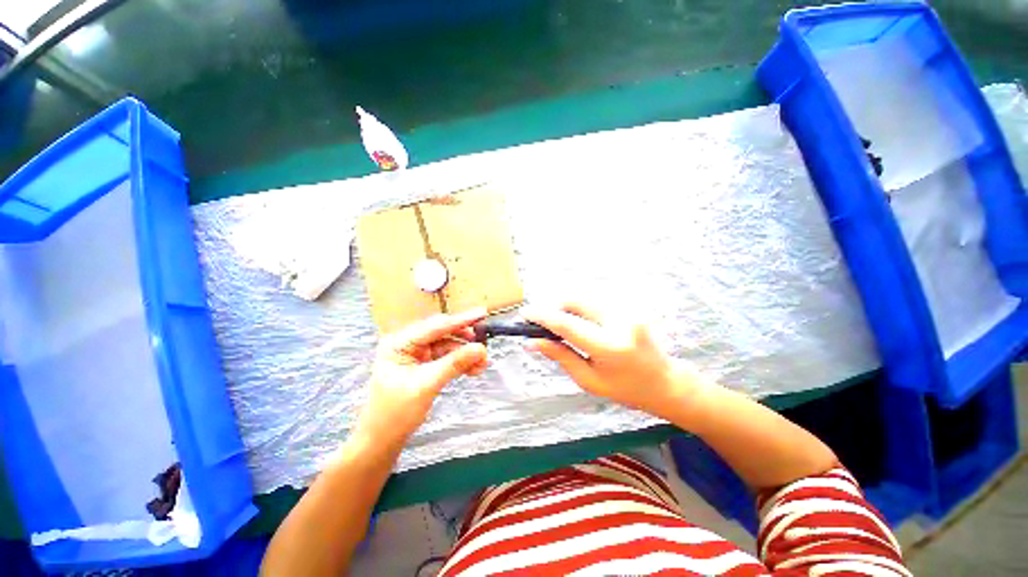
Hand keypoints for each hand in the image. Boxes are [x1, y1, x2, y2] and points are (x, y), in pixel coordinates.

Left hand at [355, 308, 487, 445]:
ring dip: (465, 354)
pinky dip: (460, 362)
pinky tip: (473, 368)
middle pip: (443, 334)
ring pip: (447, 346)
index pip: (435, 327)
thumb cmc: (395, 413)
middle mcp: (408, 344)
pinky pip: (446, 358)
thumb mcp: (427, 385)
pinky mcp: (423, 366)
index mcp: (400, 343)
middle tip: (484, 345)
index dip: (461, 320)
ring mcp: (416, 355)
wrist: (382, 441)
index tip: (482, 313)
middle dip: (464, 340)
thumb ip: (454, 363)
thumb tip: (480, 348)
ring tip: (483, 363)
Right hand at [522, 302, 699, 420]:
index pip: (566, 324)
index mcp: (608, 347)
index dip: (542, 316)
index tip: (525, 314)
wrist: (665, 382)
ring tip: (563, 325)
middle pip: (575, 301)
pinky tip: (582, 323)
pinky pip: (596, 301)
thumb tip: (533, 342)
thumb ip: (560, 356)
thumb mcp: (589, 380)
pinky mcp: (630, 307)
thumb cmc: (625, 389)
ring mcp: (627, 311)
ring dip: (568, 307)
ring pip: (585, 298)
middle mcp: (618, 322)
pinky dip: (582, 308)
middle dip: (554, 308)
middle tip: (545, 323)